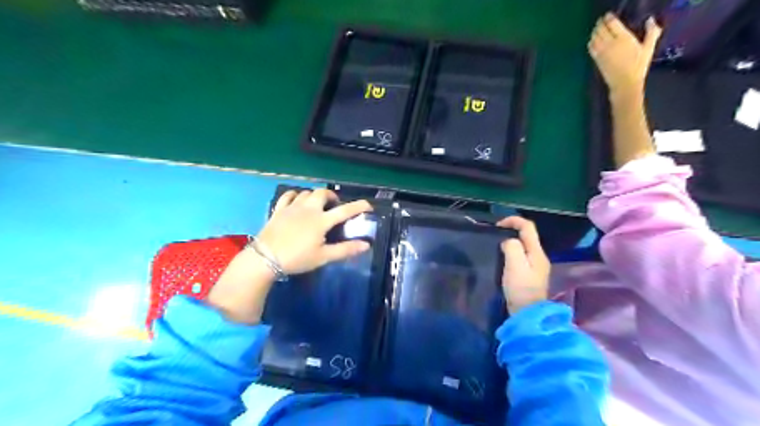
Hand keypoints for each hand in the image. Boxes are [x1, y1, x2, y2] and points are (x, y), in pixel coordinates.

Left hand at [256, 188, 372, 273]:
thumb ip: (345, 250)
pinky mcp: (278, 209)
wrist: (265, 258)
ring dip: (315, 196)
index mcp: (321, 221)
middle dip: (332, 196)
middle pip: (322, 193)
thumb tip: (366, 245)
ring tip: (317, 204)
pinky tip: (297, 200)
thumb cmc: (297, 258)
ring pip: (306, 193)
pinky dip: (295, 195)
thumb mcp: (323, 257)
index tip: (368, 205)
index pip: (344, 210)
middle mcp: (308, 209)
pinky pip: (288, 195)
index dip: (358, 206)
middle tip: (335, 205)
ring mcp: (292, 207)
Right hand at [496, 217, 550, 312]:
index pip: (528, 227)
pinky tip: (502, 259)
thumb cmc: (521, 288)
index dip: (513, 220)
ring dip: (510, 242)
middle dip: (511, 230)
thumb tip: (508, 242)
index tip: (497, 225)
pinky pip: (520, 257)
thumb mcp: (515, 264)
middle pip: (527, 236)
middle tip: (495, 235)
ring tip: (496, 246)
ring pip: (523, 246)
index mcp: (537, 252)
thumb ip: (512, 247)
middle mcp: (538, 256)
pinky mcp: (529, 275)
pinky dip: (511, 252)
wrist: (527, 313)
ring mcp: (535, 267)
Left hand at [590, 12, 663, 98]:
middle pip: (601, 29)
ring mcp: (601, 52)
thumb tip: (651, 20)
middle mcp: (610, 43)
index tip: (608, 15)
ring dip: (594, 31)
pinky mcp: (596, 59)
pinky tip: (593, 40)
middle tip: (601, 20)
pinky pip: (590, 47)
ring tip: (597, 28)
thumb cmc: (638, 66)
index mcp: (624, 38)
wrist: (624, 83)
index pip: (612, 23)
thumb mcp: (648, 48)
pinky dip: (590, 41)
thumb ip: (652, 33)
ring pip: (594, 37)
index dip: (608, 17)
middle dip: (600, 23)